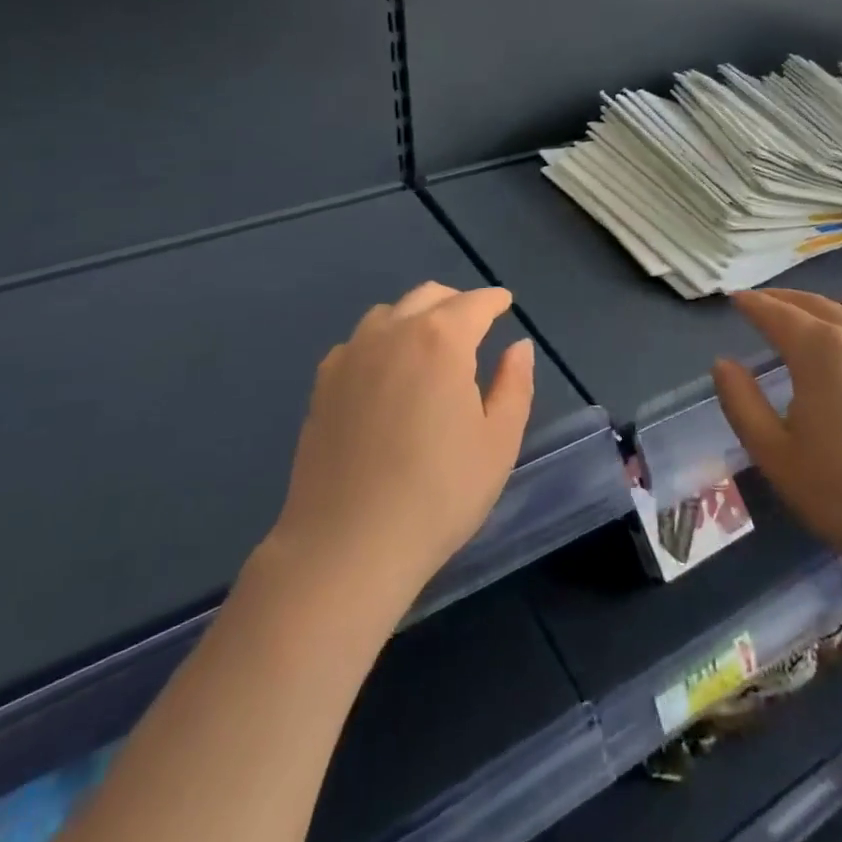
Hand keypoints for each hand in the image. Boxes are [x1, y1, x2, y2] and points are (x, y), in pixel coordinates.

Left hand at [269, 283, 534, 605]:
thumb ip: (515, 385)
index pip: (475, 303)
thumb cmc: (438, 494)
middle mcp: (393, 332)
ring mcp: (351, 355)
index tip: (505, 303)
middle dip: (457, 302)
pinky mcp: (323, 383)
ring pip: (390, 313)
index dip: (494, 300)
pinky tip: (386, 373)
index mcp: (442, 340)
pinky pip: (358, 342)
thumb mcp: (498, 443)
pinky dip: (381, 341)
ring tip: (429, 346)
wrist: (346, 545)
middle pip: (429, 296)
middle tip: (474, 324)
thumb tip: (518, 347)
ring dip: (416, 317)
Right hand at [713, 288, 841, 607]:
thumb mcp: (774, 455)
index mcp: (817, 351)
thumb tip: (723, 363)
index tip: (733, 299)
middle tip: (757, 303)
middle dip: (780, 300)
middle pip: (811, 305)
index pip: (775, 314)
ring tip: (797, 307)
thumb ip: (741, 402)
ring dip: (816, 304)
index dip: (751, 304)